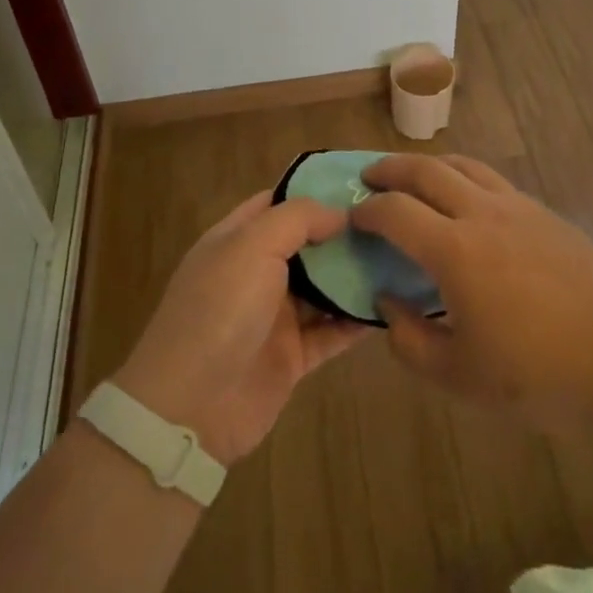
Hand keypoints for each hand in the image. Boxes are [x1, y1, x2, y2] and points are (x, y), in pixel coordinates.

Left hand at [114, 192, 368, 463]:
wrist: (191, 407)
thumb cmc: (220, 309)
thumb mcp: (253, 245)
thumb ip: (298, 219)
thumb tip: (339, 213)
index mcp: (237, 240)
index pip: (278, 202)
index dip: (314, 190)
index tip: (361, 185)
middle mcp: (256, 273)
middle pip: (307, 244)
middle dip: (344, 232)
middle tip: (395, 219)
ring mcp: (274, 316)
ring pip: (324, 287)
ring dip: (356, 274)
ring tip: (401, 256)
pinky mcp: (292, 357)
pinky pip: (332, 332)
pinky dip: (357, 319)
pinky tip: (392, 304)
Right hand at [353, 154, 592, 428]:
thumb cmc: (538, 375)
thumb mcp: (459, 377)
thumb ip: (410, 341)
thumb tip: (387, 304)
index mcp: (455, 250)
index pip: (395, 212)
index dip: (367, 211)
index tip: (353, 218)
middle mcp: (482, 213)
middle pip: (426, 170)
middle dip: (391, 168)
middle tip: (370, 177)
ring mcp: (518, 207)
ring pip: (463, 165)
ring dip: (429, 165)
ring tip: (414, 178)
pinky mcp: (545, 213)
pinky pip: (493, 180)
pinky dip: (465, 177)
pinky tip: (466, 202)